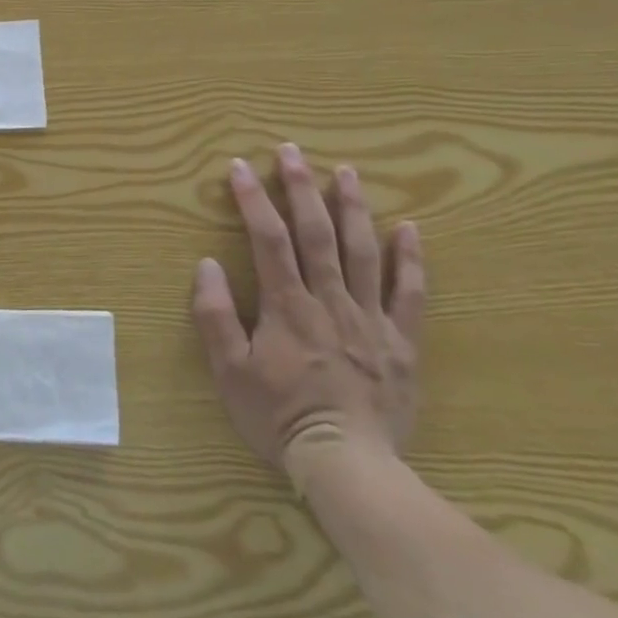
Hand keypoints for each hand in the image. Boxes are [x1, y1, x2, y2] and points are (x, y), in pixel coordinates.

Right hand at [192, 144, 425, 482]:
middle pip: (316, 234)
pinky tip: (409, 228)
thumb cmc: (279, 417)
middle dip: (302, 188)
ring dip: (352, 208)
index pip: (268, 239)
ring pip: (362, 252)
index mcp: (287, 306)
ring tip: (345, 171)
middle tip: (293, 151)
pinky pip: (410, 293)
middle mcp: (330, 301)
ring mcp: (370, 319)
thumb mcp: (229, 372)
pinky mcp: (402, 342)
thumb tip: (206, 264)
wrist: (348, 466)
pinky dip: (410, 259)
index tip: (240, 167)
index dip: (253, 199)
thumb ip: (215, 316)